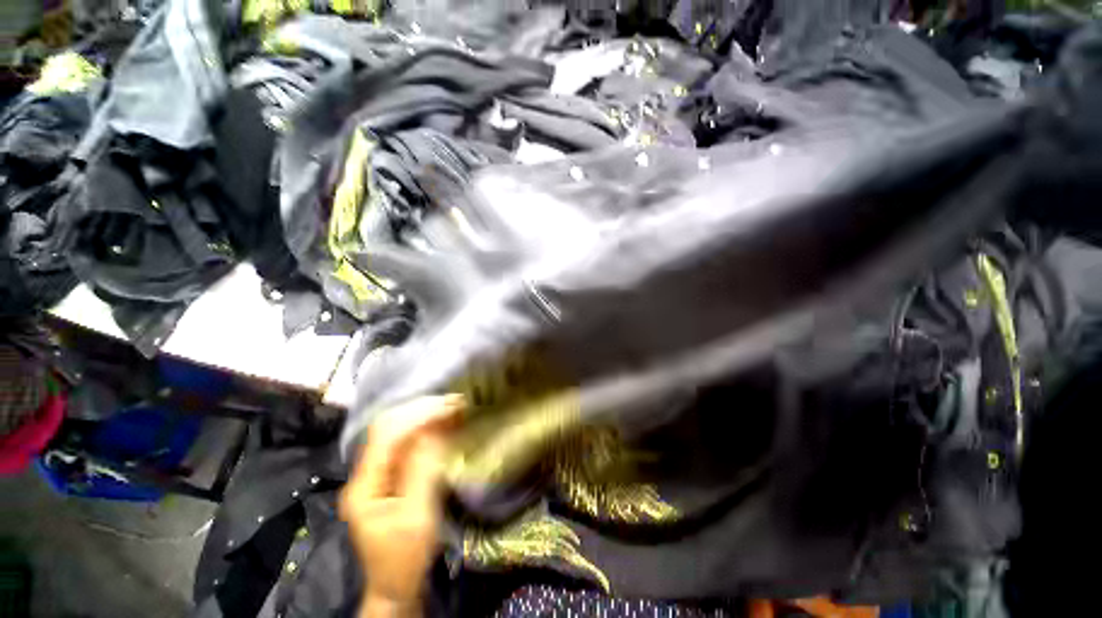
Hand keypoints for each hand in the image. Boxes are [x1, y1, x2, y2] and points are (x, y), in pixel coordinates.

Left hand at [340, 395, 462, 617]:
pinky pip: (406, 443)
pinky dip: (426, 428)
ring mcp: (375, 474)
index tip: (451, 406)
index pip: (387, 435)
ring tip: (453, 406)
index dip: (419, 415)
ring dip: (425, 415)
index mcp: (364, 486)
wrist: (396, 585)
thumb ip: (423, 471)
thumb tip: (436, 430)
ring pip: (397, 431)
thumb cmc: (406, 557)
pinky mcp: (388, 476)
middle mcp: (364, 474)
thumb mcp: (417, 517)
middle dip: (422, 410)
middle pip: (388, 427)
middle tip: (456, 402)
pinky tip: (444, 422)